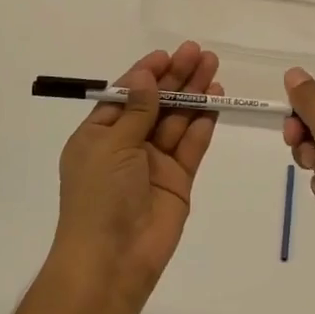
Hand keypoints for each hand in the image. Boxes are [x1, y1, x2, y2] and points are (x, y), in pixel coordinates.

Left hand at [54, 43, 221, 297]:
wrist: (113, 260)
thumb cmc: (100, 196)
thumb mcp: (112, 145)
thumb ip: (137, 110)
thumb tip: (148, 76)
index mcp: (99, 135)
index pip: (125, 95)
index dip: (146, 74)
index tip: (166, 55)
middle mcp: (126, 145)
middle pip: (155, 103)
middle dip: (176, 78)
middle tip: (199, 53)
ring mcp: (154, 163)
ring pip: (177, 120)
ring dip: (194, 94)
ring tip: (213, 68)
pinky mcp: (178, 180)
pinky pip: (191, 145)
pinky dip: (203, 123)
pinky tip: (215, 100)